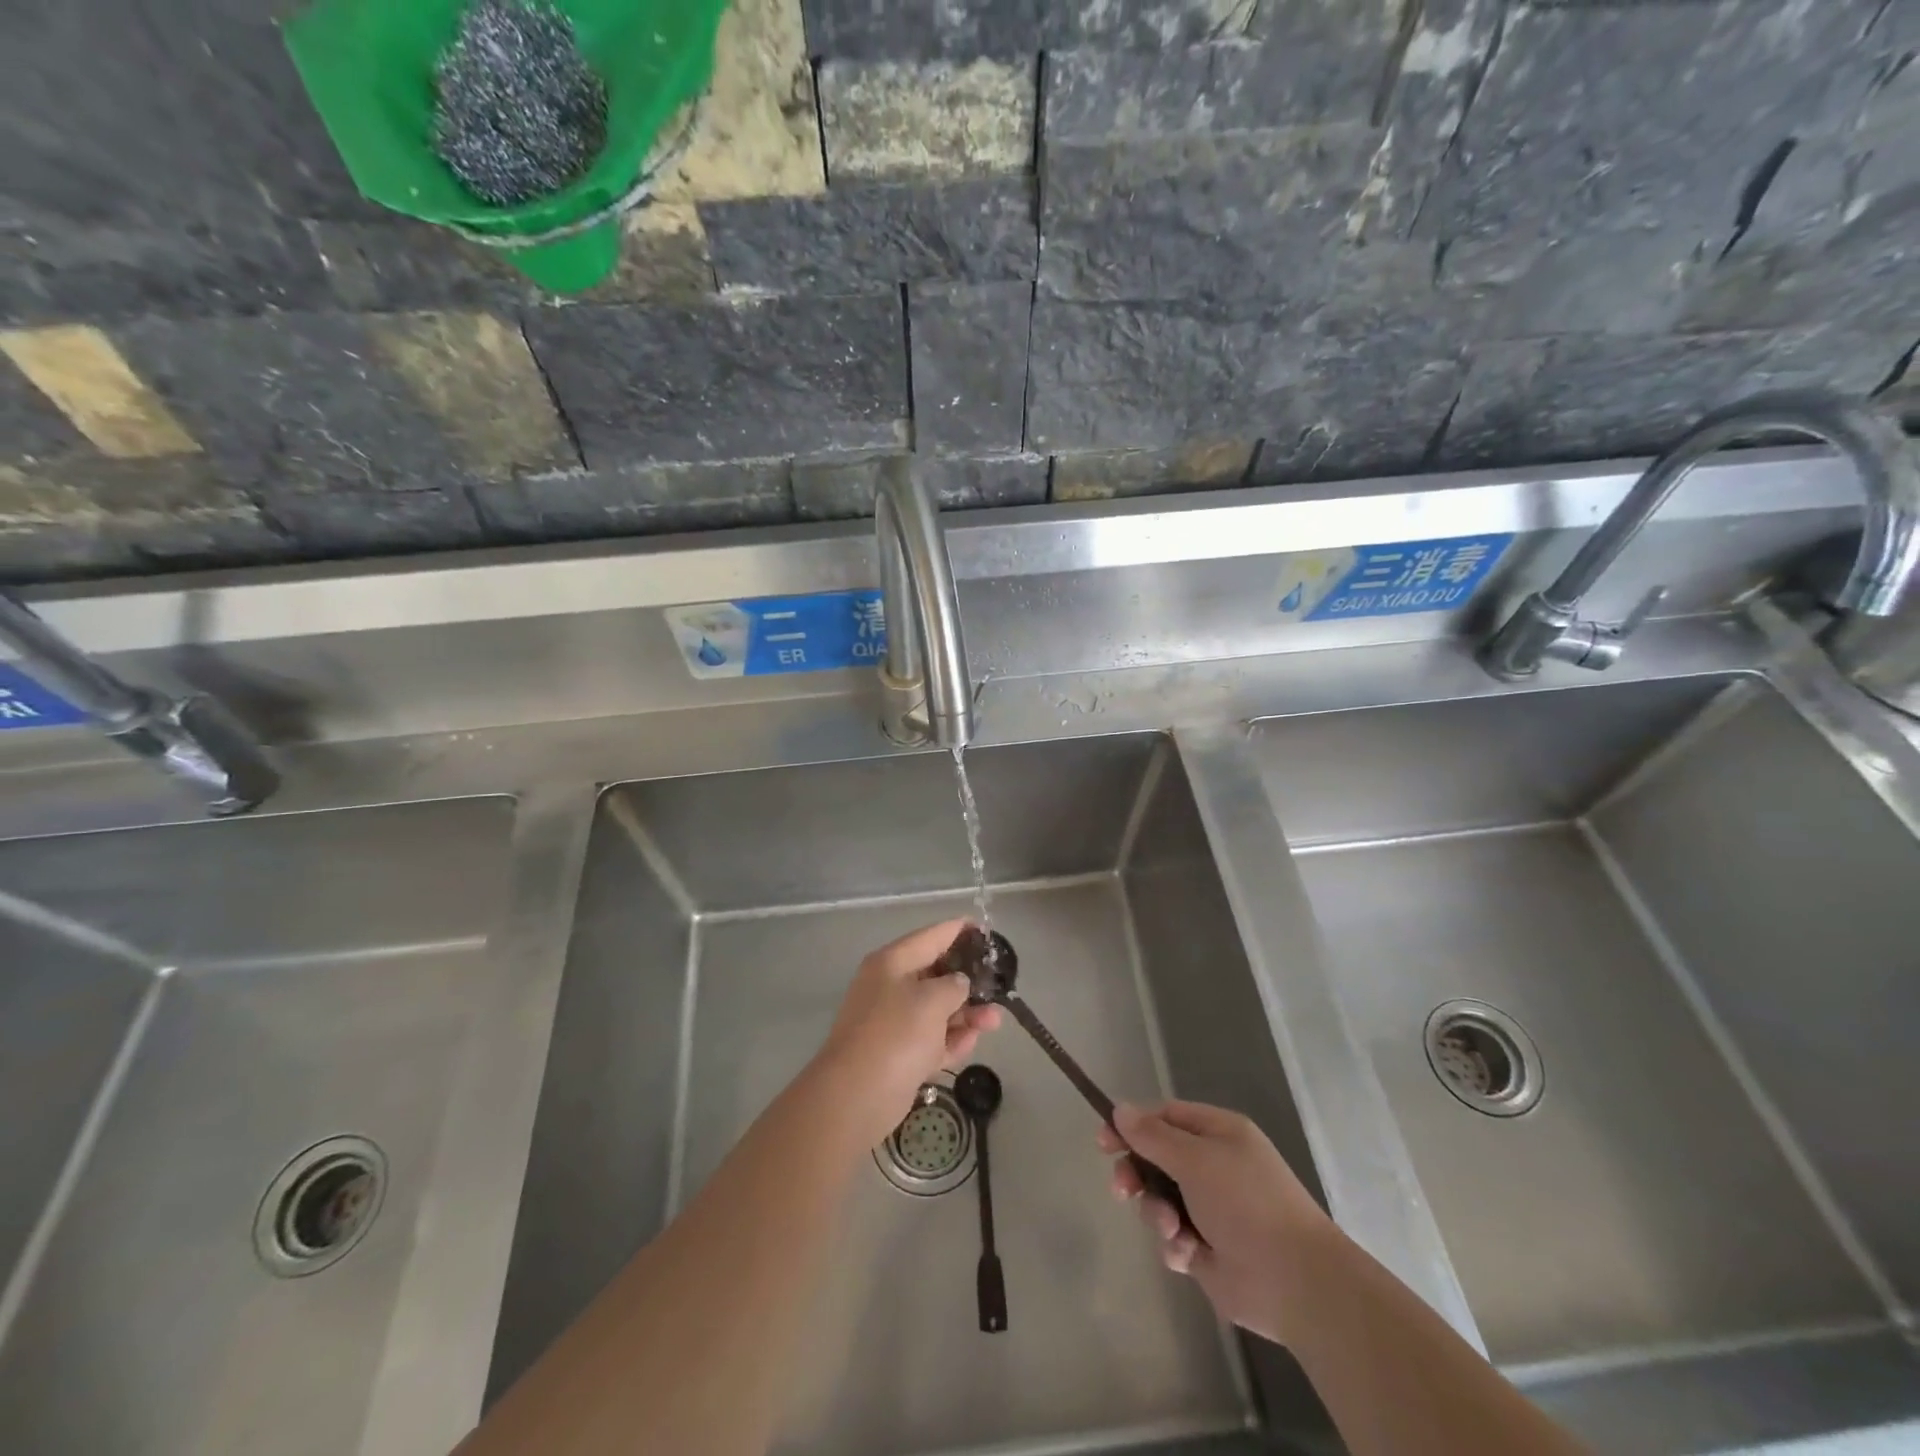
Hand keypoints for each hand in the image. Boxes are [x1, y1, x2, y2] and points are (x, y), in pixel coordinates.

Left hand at [816, 920, 1000, 1148]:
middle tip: (998, 985)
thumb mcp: (932, 1000)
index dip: (959, 930)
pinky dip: (952, 1039)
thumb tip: (959, 985)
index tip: (985, 930)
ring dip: (966, 1013)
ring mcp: (894, 1022)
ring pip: (938, 1009)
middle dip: (968, 981)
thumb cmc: (896, 1034)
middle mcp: (891, 986)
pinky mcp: (899, 1054)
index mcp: (893, 962)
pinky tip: (973, 1041)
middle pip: (936, 974)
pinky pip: (932, 1039)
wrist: (857, 1095)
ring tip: (995, 1021)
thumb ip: (954, 985)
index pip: (931, 936)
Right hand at [1101, 1101, 1336, 1346]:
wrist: (1296, 1282)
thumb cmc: (1246, 1202)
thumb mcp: (1195, 1159)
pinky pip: (1173, 1238)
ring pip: (1160, 1200)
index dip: (1133, 1126)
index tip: (1104, 1141)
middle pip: (1157, 1159)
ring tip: (1171, 1229)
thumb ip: (1152, 1136)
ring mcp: (1211, 1210)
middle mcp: (1214, 1166)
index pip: (1165, 1117)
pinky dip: (1174, 1245)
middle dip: (1136, 1174)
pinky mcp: (1208, 1250)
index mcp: (1218, 1134)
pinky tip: (1187, 1253)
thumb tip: (1119, 1109)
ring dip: (1157, 1213)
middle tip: (1121, 1189)